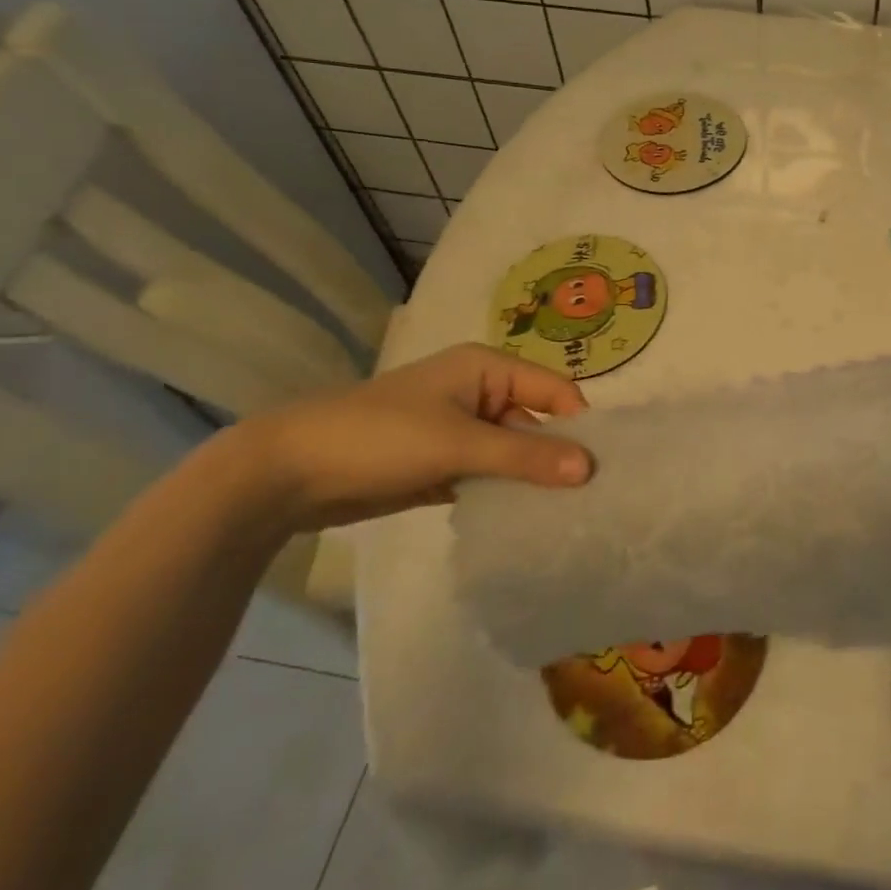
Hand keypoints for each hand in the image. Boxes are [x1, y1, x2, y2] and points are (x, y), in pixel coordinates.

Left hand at [227, 344, 591, 531]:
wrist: (287, 472)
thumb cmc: (380, 437)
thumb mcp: (458, 443)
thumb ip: (525, 455)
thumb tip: (590, 468)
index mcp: (487, 368)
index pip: (554, 390)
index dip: (579, 423)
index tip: (603, 467)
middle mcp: (480, 393)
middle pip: (536, 423)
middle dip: (557, 457)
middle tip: (591, 499)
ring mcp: (460, 430)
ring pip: (513, 453)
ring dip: (531, 479)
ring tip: (567, 515)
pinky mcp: (442, 464)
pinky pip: (488, 475)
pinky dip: (504, 494)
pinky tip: (526, 521)